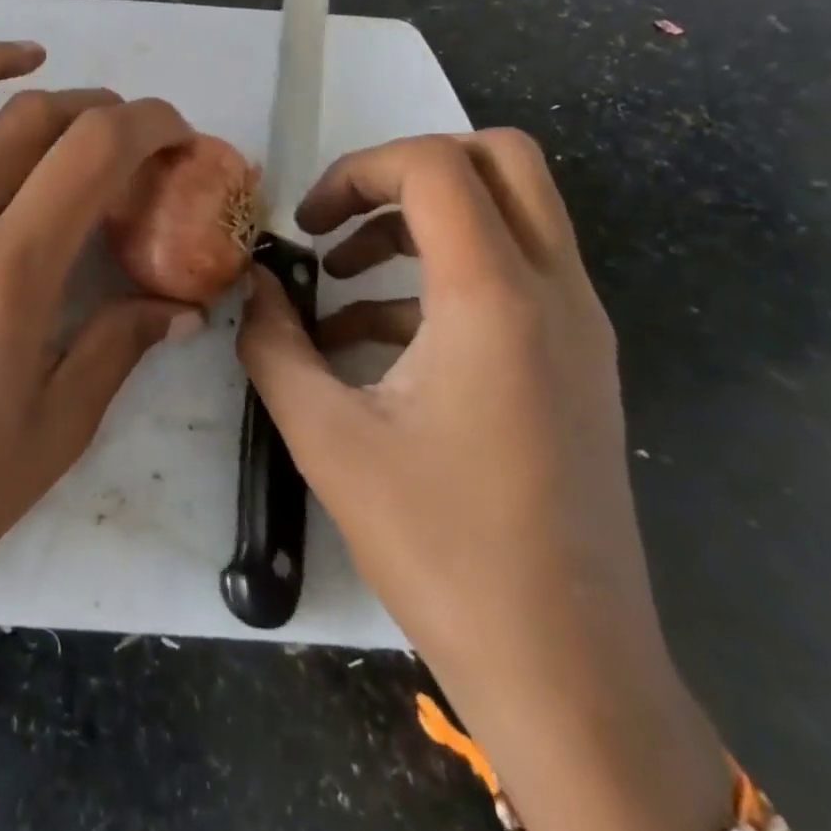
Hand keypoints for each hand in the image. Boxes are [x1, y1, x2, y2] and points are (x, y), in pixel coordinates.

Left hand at [0, 0, 202, 629]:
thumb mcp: (57, 428)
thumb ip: (120, 345)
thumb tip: (181, 306)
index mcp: (6, 275)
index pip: (94, 153)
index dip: (148, 123)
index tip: (174, 130)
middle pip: (28, 122)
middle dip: (91, 109)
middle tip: (118, 131)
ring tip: (28, 62)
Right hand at [238, 131, 731, 830]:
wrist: (568, 671)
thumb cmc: (440, 546)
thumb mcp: (325, 437)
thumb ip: (273, 342)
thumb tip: (253, 285)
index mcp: (494, 300)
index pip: (434, 166)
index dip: (356, 170)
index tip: (306, 224)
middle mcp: (554, 294)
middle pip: (498, 160)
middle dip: (405, 171)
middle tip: (342, 218)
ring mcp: (577, 328)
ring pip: (510, 212)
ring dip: (419, 221)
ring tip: (339, 279)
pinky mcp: (576, 362)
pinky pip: (511, 274)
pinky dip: (439, 276)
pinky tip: (372, 340)